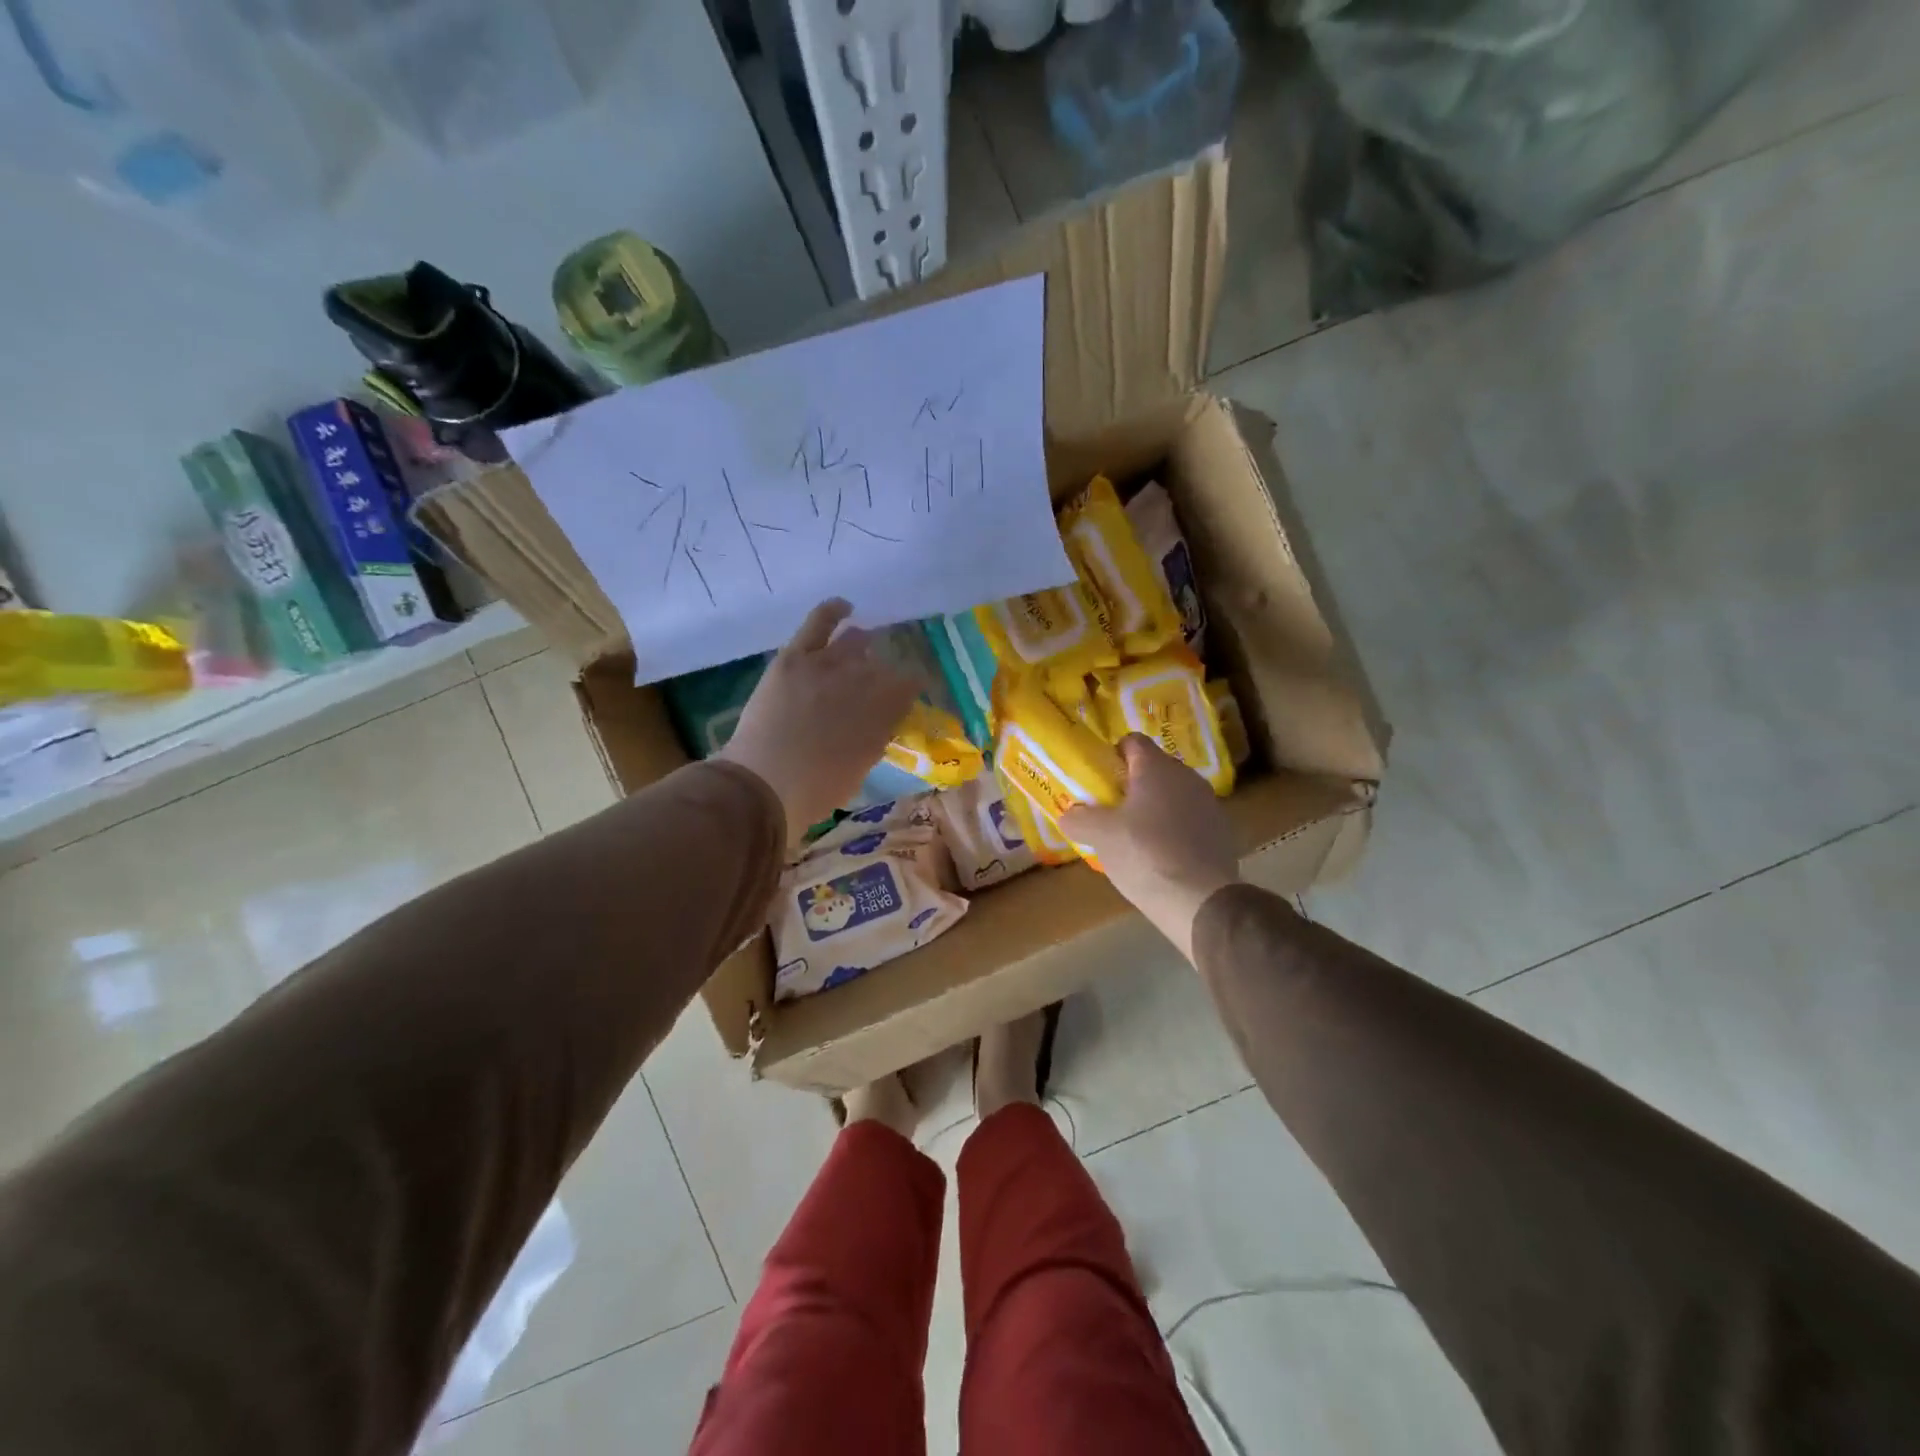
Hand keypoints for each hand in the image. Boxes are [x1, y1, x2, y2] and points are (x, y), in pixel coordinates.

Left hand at [719, 599, 920, 843]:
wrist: (767, 783)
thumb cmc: (816, 790)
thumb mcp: (860, 768)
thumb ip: (873, 738)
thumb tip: (875, 723)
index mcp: (885, 714)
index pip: (910, 686)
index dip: (911, 686)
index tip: (907, 693)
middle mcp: (866, 682)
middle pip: (883, 664)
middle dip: (884, 670)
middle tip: (877, 678)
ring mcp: (831, 665)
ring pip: (855, 641)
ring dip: (861, 645)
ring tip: (863, 644)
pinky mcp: (797, 657)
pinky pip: (820, 622)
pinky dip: (834, 610)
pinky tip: (844, 606)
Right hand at [1060, 735, 1240, 961]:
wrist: (1200, 900)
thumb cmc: (1144, 854)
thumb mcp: (1099, 836)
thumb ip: (1079, 818)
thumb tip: (1068, 815)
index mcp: (1156, 767)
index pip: (1132, 742)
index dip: (1113, 755)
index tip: (1100, 779)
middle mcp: (1186, 777)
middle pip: (1154, 769)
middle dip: (1131, 785)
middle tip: (1110, 810)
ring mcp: (1208, 804)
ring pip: (1173, 795)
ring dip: (1154, 808)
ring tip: (1134, 836)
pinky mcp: (1221, 832)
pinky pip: (1189, 820)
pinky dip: (1173, 829)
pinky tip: (1160, 856)